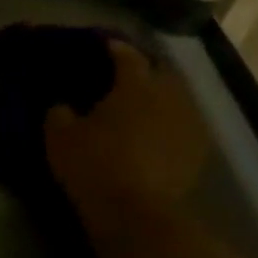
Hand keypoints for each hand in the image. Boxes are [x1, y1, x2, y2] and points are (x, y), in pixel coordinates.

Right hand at [45, 39, 210, 210]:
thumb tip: (63, 106)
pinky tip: (156, 132)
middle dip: (145, 68)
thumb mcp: (59, 137)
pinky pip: (184, 124)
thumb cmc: (93, 165)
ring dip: (161, 95)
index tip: (103, 45)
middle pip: (161, 71)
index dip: (114, 48)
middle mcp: (168, 95)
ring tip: (142, 103)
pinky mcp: (198, 150)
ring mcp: (189, 123)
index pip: (126, 55)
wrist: (135, 211)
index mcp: (134, 85)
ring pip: (177, 97)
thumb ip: (59, 113)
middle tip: (125, 74)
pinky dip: (170, 121)